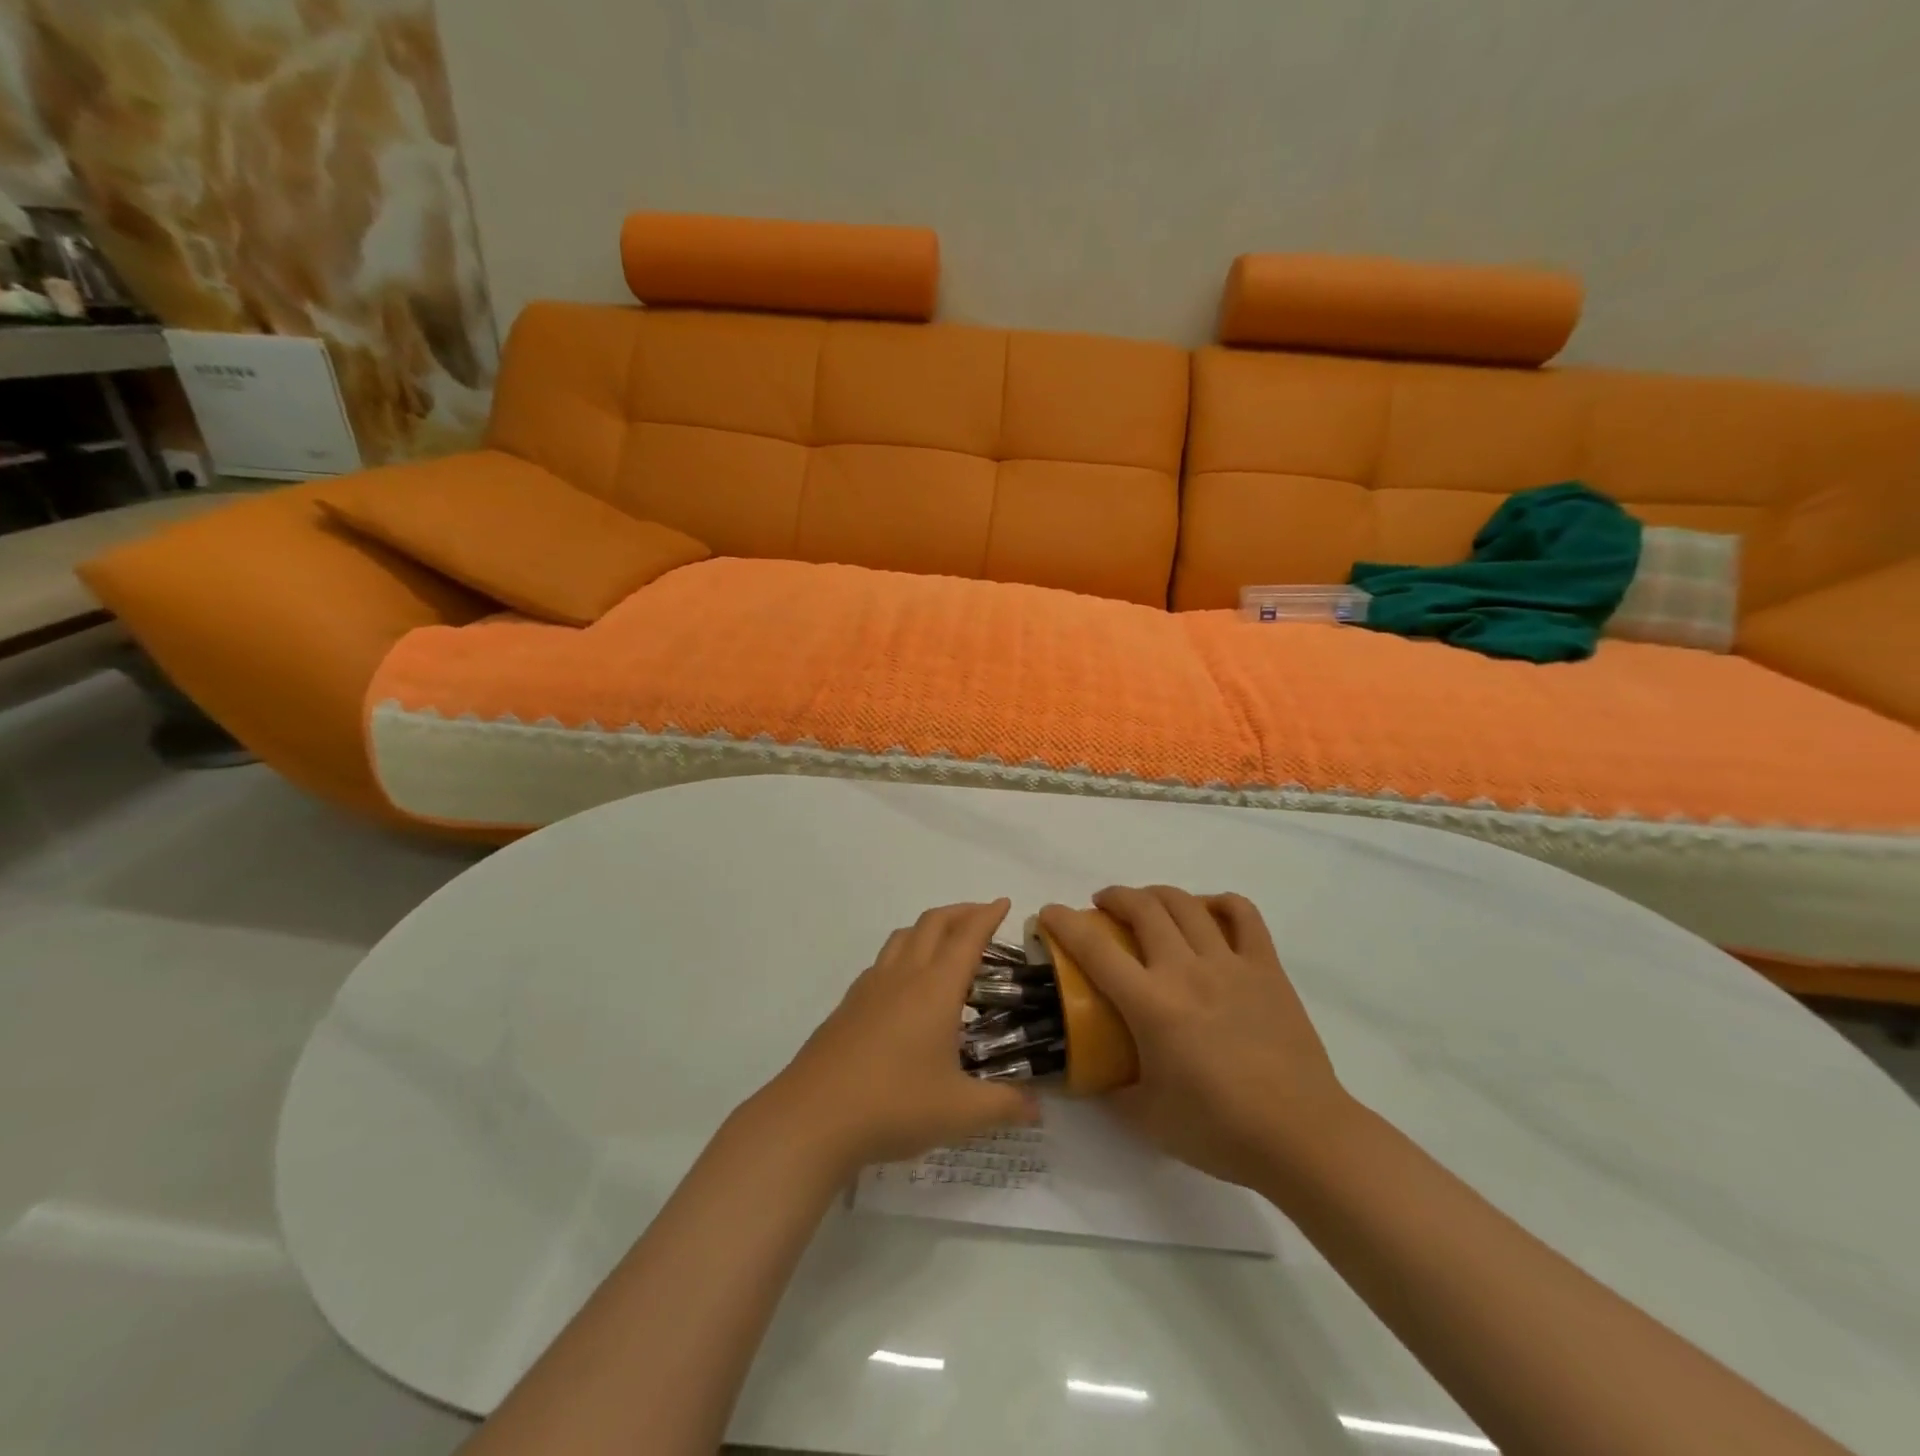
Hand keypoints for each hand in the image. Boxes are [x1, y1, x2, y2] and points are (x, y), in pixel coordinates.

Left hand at [750, 900, 1039, 1174]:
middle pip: (933, 924)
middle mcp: (903, 976)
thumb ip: (1004, 1106)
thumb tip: (1038, 1108)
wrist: (813, 1117)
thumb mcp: (960, 1112)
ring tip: (945, 943)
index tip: (1003, 902)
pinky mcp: (848, 1005)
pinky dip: (903, 954)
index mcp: (936, 989)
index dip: (987, 915)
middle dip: (960, 912)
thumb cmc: (894, 1105)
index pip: (967, 937)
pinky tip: (906, 985)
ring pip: (903, 937)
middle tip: (981, 916)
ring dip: (929, 928)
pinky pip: (882, 961)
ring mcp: (870, 987)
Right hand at [1038, 886, 1354, 1190]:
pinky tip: (1208, 912)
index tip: (1049, 914)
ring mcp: (1230, 964)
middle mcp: (1186, 970)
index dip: (1064, 922)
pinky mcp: (1266, 968)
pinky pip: (1243, 915)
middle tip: (1102, 907)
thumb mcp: (1148, 1118)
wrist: (1302, 1137)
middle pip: (1142, 908)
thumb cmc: (1219, 1130)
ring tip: (1147, 905)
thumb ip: (1111, 1092)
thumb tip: (1088, 1078)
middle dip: (1113, 897)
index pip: (1095, 948)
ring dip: (1157, 894)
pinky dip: (1220, 903)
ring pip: (1186, 904)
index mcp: (1152, 1004)